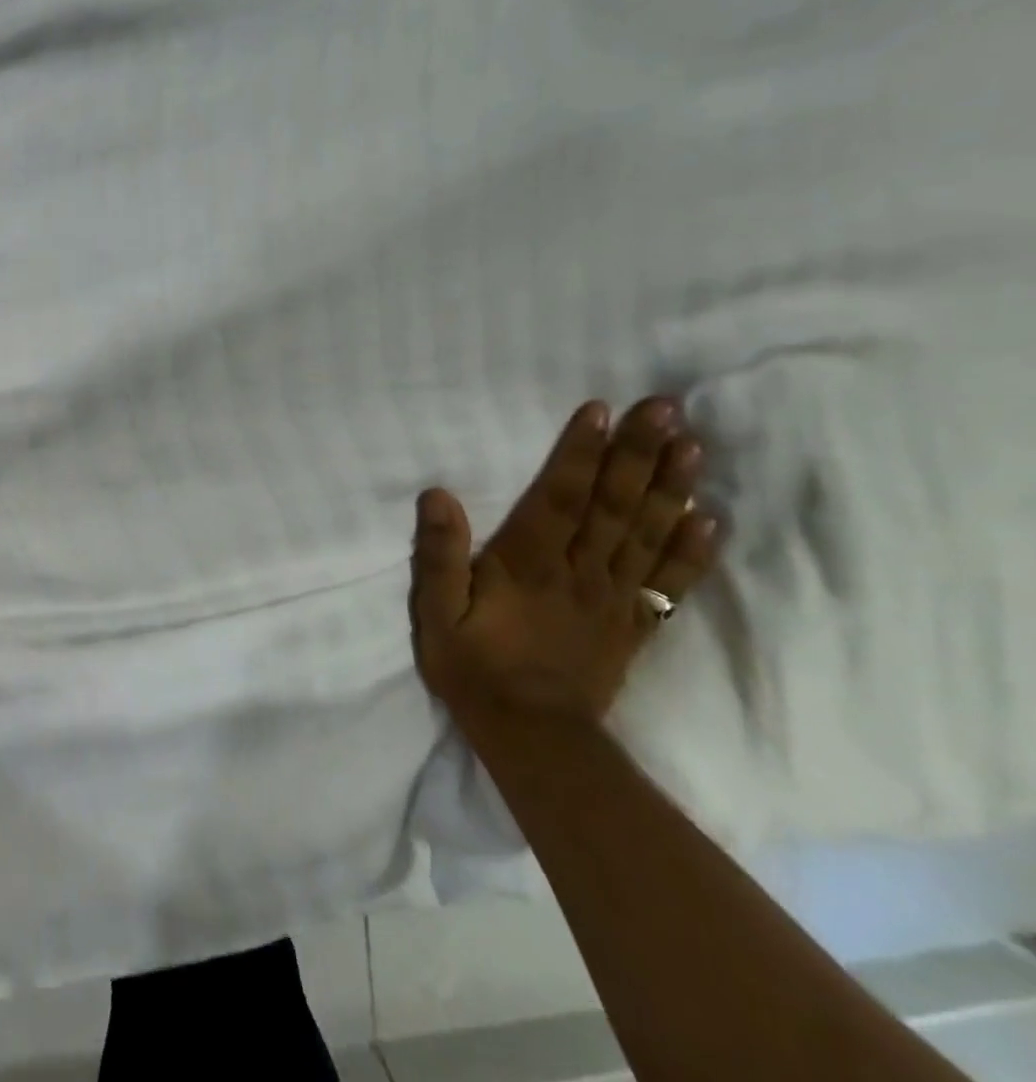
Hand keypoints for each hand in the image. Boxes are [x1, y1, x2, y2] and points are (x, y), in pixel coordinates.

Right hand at [409, 398, 718, 725]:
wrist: (532, 737)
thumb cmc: (474, 667)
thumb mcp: (436, 614)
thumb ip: (439, 555)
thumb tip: (438, 495)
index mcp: (530, 565)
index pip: (559, 497)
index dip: (580, 452)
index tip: (602, 410)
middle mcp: (581, 572)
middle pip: (614, 506)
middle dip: (638, 454)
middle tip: (667, 408)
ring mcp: (614, 599)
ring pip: (648, 535)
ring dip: (671, 488)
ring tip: (693, 447)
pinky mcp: (632, 625)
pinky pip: (669, 584)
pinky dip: (692, 552)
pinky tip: (710, 519)